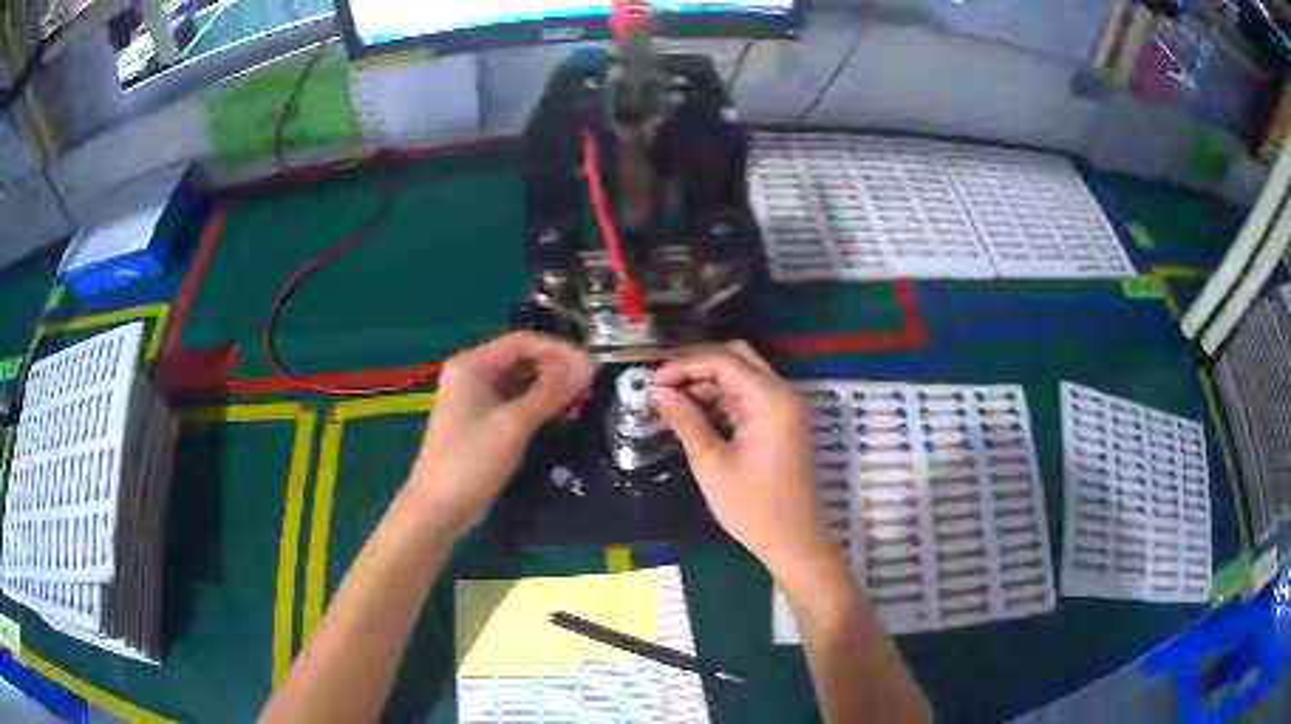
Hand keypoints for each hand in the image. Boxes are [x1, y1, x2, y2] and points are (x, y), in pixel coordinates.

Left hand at [408, 332, 593, 533]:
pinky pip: (514, 402)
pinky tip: (561, 414)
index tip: (590, 365)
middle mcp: (472, 374)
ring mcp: (475, 399)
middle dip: (555, 369)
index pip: (522, 341)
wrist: (440, 506)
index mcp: (472, 364)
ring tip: (581, 400)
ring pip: (519, 382)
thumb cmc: (473, 458)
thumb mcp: (515, 423)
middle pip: (520, 359)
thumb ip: (551, 392)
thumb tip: (587, 367)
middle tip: (590, 385)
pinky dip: (537, 405)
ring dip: (549, 387)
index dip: (558, 350)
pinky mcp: (481, 422)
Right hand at [652, 342, 831, 575]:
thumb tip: (658, 392)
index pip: (724, 361)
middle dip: (697, 365)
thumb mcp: (712, 463)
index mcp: (771, 399)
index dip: (685, 364)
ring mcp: (785, 407)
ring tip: (670, 395)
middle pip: (737, 358)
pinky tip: (694, 408)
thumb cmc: (752, 506)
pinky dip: (722, 396)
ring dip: (708, 380)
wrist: (792, 540)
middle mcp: (783, 393)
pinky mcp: (781, 422)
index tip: (652, 380)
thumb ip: (686, 420)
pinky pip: (749, 396)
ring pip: (743, 375)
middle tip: (662, 381)